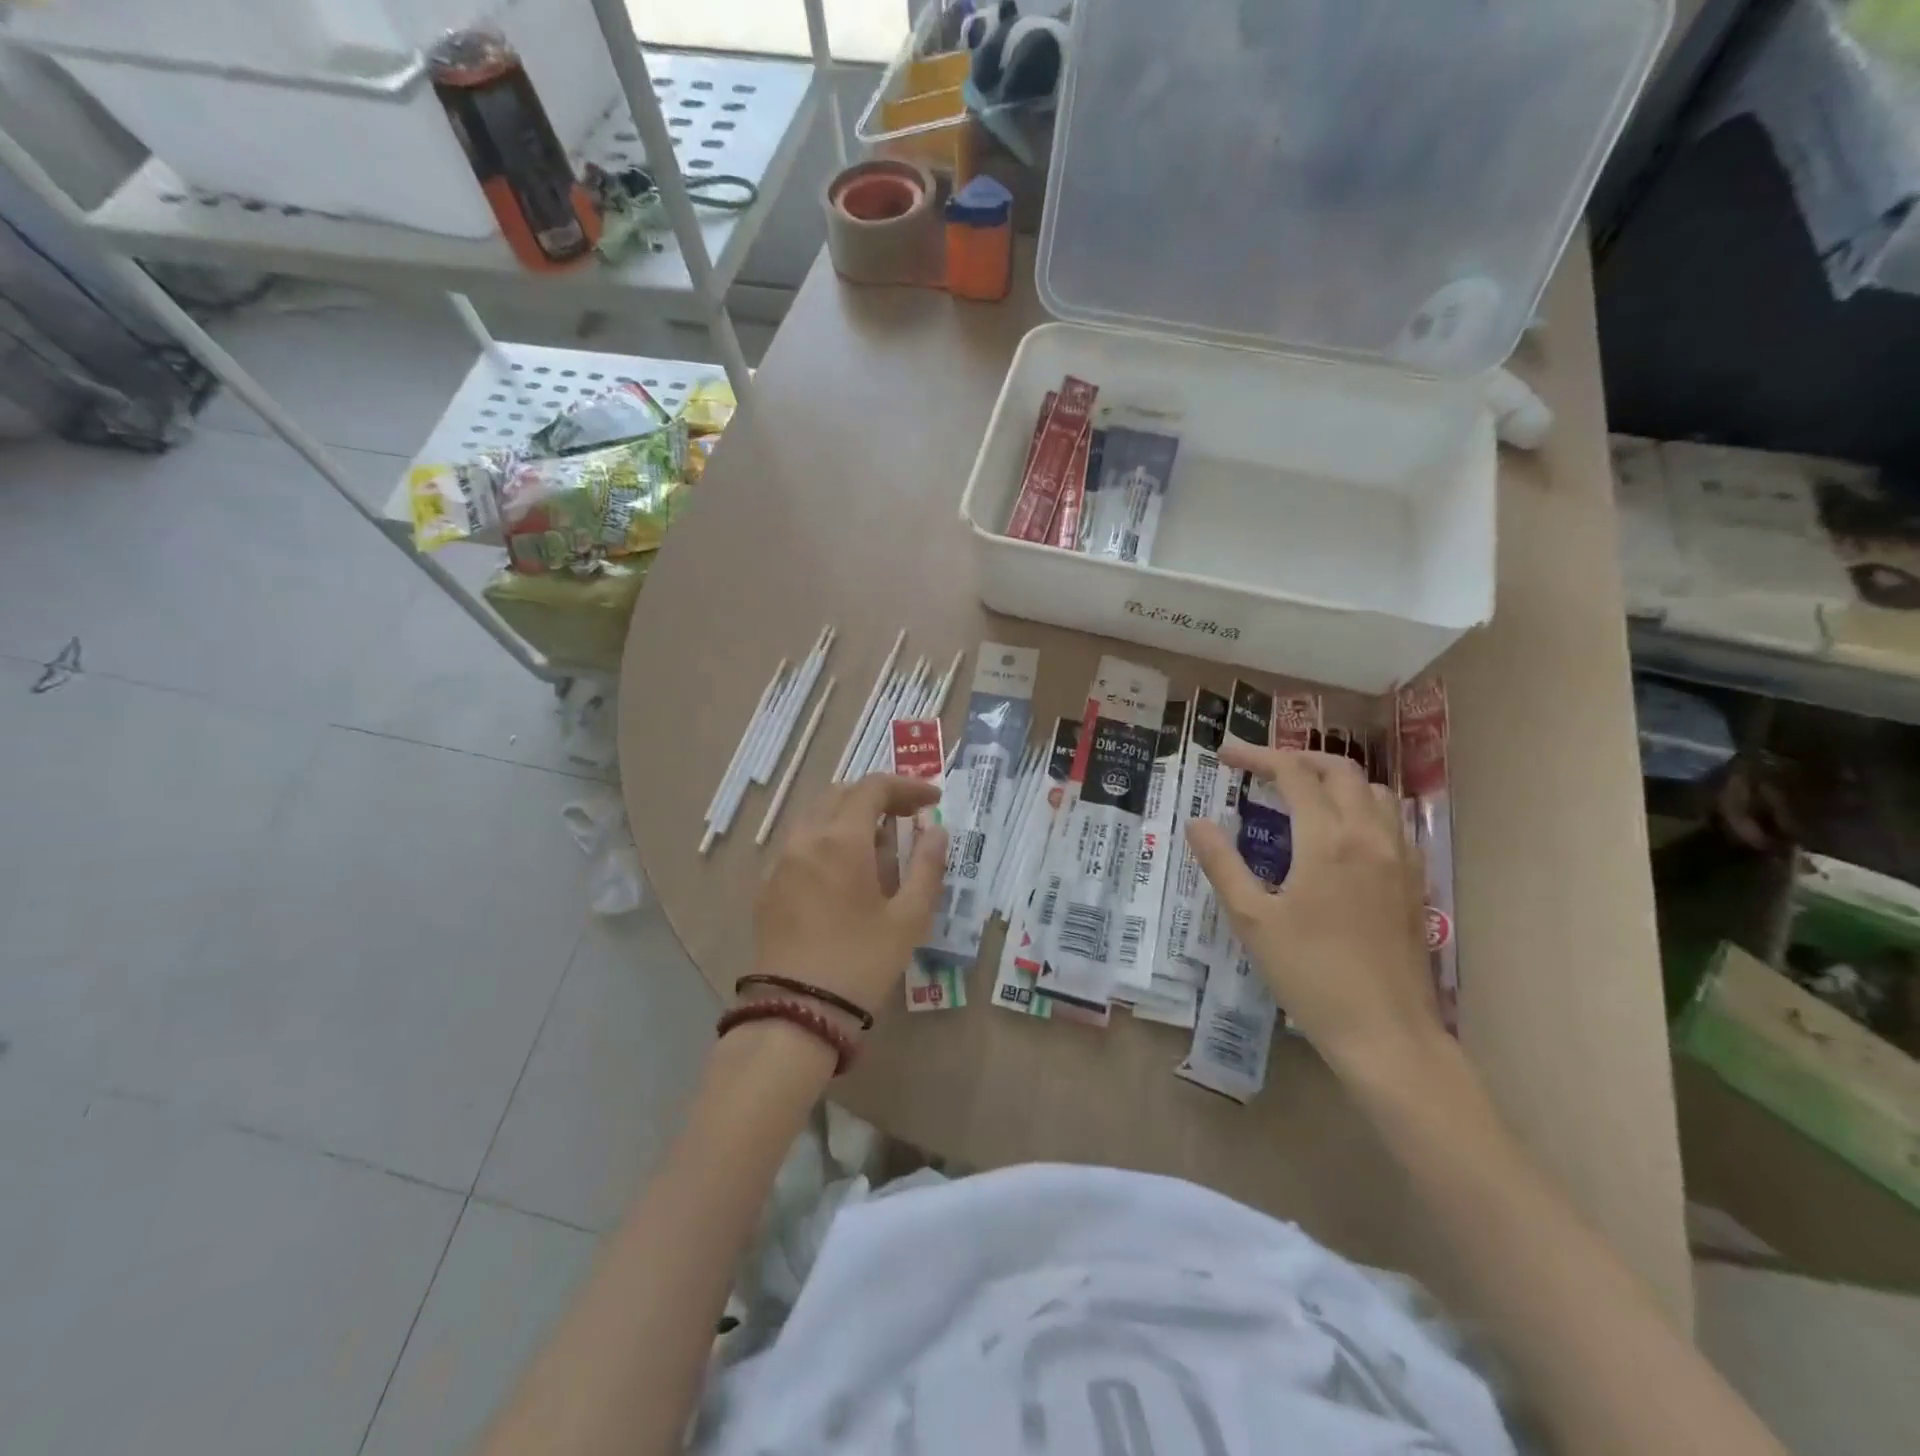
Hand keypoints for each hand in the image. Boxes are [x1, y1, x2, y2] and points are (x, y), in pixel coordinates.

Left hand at [751, 773, 949, 1021]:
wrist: (796, 1011)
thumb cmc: (861, 962)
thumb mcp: (908, 918)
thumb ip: (927, 866)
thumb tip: (937, 831)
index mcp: (841, 839)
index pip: (873, 788)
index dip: (907, 786)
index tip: (932, 799)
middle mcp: (806, 838)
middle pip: (842, 793)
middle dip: (878, 796)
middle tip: (909, 816)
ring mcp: (781, 860)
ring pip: (817, 814)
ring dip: (851, 815)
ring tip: (880, 843)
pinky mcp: (768, 884)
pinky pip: (800, 841)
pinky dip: (827, 837)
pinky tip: (845, 870)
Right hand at [1185, 744, 1441, 1079]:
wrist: (1386, 1032)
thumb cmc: (1310, 974)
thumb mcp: (1252, 919)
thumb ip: (1222, 863)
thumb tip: (1196, 822)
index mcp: (1327, 840)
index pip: (1293, 774)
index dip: (1257, 756)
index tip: (1225, 755)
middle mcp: (1369, 835)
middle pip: (1340, 770)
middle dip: (1298, 759)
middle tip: (1261, 769)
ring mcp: (1400, 857)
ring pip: (1374, 791)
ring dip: (1335, 780)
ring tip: (1302, 795)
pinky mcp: (1414, 880)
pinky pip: (1393, 820)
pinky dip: (1363, 806)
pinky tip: (1342, 833)